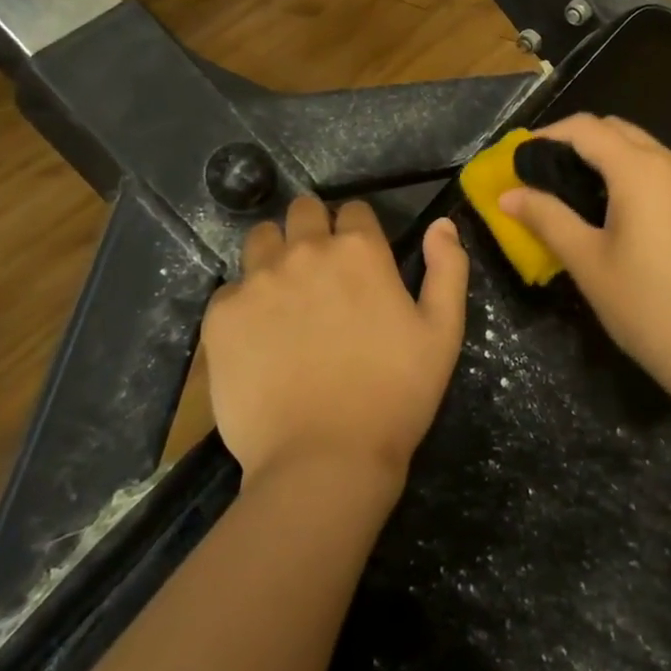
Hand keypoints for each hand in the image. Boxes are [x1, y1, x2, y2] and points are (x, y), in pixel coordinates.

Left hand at [200, 195, 469, 493]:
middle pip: (302, 211)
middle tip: (321, 272)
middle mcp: (305, 251)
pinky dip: (245, 302)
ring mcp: (258, 281)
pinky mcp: (222, 315)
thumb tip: (442, 223)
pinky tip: (258, 337)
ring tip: (285, 296)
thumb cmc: (395, 395)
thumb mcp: (443, 332)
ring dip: (275, 254)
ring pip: (261, 239)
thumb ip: (448, 268)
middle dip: (313, 229)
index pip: (353, 210)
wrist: (324, 459)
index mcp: (359, 250)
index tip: (360, 260)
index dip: (358, 231)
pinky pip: (231, 288)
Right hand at [498, 114, 670, 407]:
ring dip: (602, 155)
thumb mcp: (587, 262)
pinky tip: (607, 207)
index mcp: (640, 170)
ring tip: (567, 189)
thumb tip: (508, 194)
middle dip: (574, 141)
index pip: (586, 128)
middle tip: (539, 173)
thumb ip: (547, 218)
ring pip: (640, 147)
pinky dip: (626, 171)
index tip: (517, 158)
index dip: (547, 135)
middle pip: (615, 129)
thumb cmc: (647, 306)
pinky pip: (657, 169)